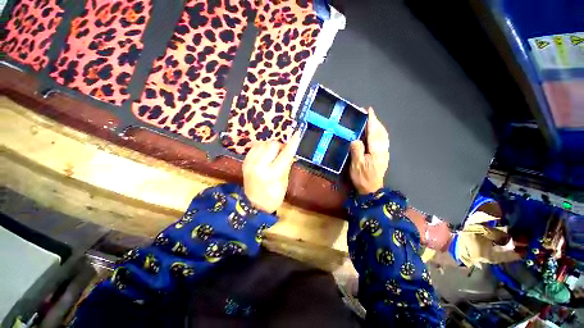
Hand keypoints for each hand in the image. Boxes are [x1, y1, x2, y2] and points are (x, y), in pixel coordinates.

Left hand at [243, 131, 300, 212]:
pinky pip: (255, 147)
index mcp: (271, 174)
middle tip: (283, 151)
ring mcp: (249, 163)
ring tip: (274, 154)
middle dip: (280, 146)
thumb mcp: (284, 182)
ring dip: (271, 146)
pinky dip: (263, 148)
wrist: (253, 204)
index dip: (292, 144)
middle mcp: (258, 166)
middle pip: (272, 145)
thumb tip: (291, 150)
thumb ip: (287, 164)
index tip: (297, 134)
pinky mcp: (245, 161)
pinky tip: (266, 154)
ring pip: (263, 143)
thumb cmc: (273, 197)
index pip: (285, 155)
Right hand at [349, 107, 389, 194]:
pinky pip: (382, 140)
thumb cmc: (362, 178)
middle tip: (368, 114)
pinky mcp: (383, 156)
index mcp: (376, 151)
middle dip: (375, 121)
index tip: (369, 110)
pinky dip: (379, 133)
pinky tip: (374, 133)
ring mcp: (384, 153)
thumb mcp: (356, 165)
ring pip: (383, 135)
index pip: (374, 132)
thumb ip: (357, 151)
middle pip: (381, 132)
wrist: (372, 190)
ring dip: (378, 126)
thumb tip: (356, 139)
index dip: (372, 121)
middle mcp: (383, 150)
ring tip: (371, 120)